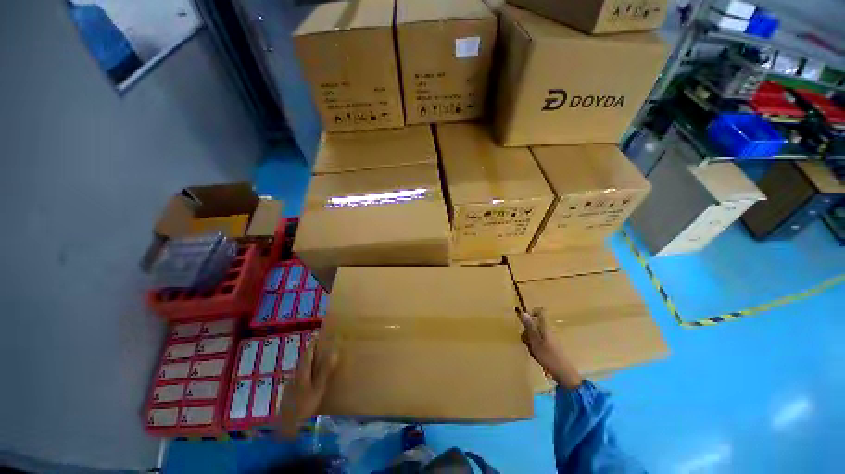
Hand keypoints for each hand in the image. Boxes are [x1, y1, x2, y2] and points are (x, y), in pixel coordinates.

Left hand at [277, 337, 338, 437]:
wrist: (286, 426)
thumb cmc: (304, 405)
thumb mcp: (318, 388)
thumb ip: (325, 370)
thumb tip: (334, 351)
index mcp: (302, 371)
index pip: (308, 353)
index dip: (314, 344)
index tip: (320, 335)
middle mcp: (295, 374)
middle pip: (303, 360)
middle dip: (312, 352)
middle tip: (322, 347)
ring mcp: (290, 384)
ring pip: (300, 368)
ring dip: (309, 363)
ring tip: (318, 362)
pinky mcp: (288, 392)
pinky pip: (299, 377)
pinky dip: (306, 373)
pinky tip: (310, 380)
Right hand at [517, 308, 582, 389]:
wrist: (564, 374)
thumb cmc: (548, 356)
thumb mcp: (535, 341)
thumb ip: (529, 326)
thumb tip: (523, 312)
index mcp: (545, 326)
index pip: (540, 311)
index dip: (532, 312)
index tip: (524, 320)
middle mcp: (548, 330)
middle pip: (535, 323)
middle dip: (527, 330)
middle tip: (526, 340)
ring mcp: (550, 338)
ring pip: (536, 333)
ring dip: (530, 340)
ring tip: (531, 350)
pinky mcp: (551, 346)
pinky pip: (539, 341)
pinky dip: (535, 346)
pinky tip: (536, 354)